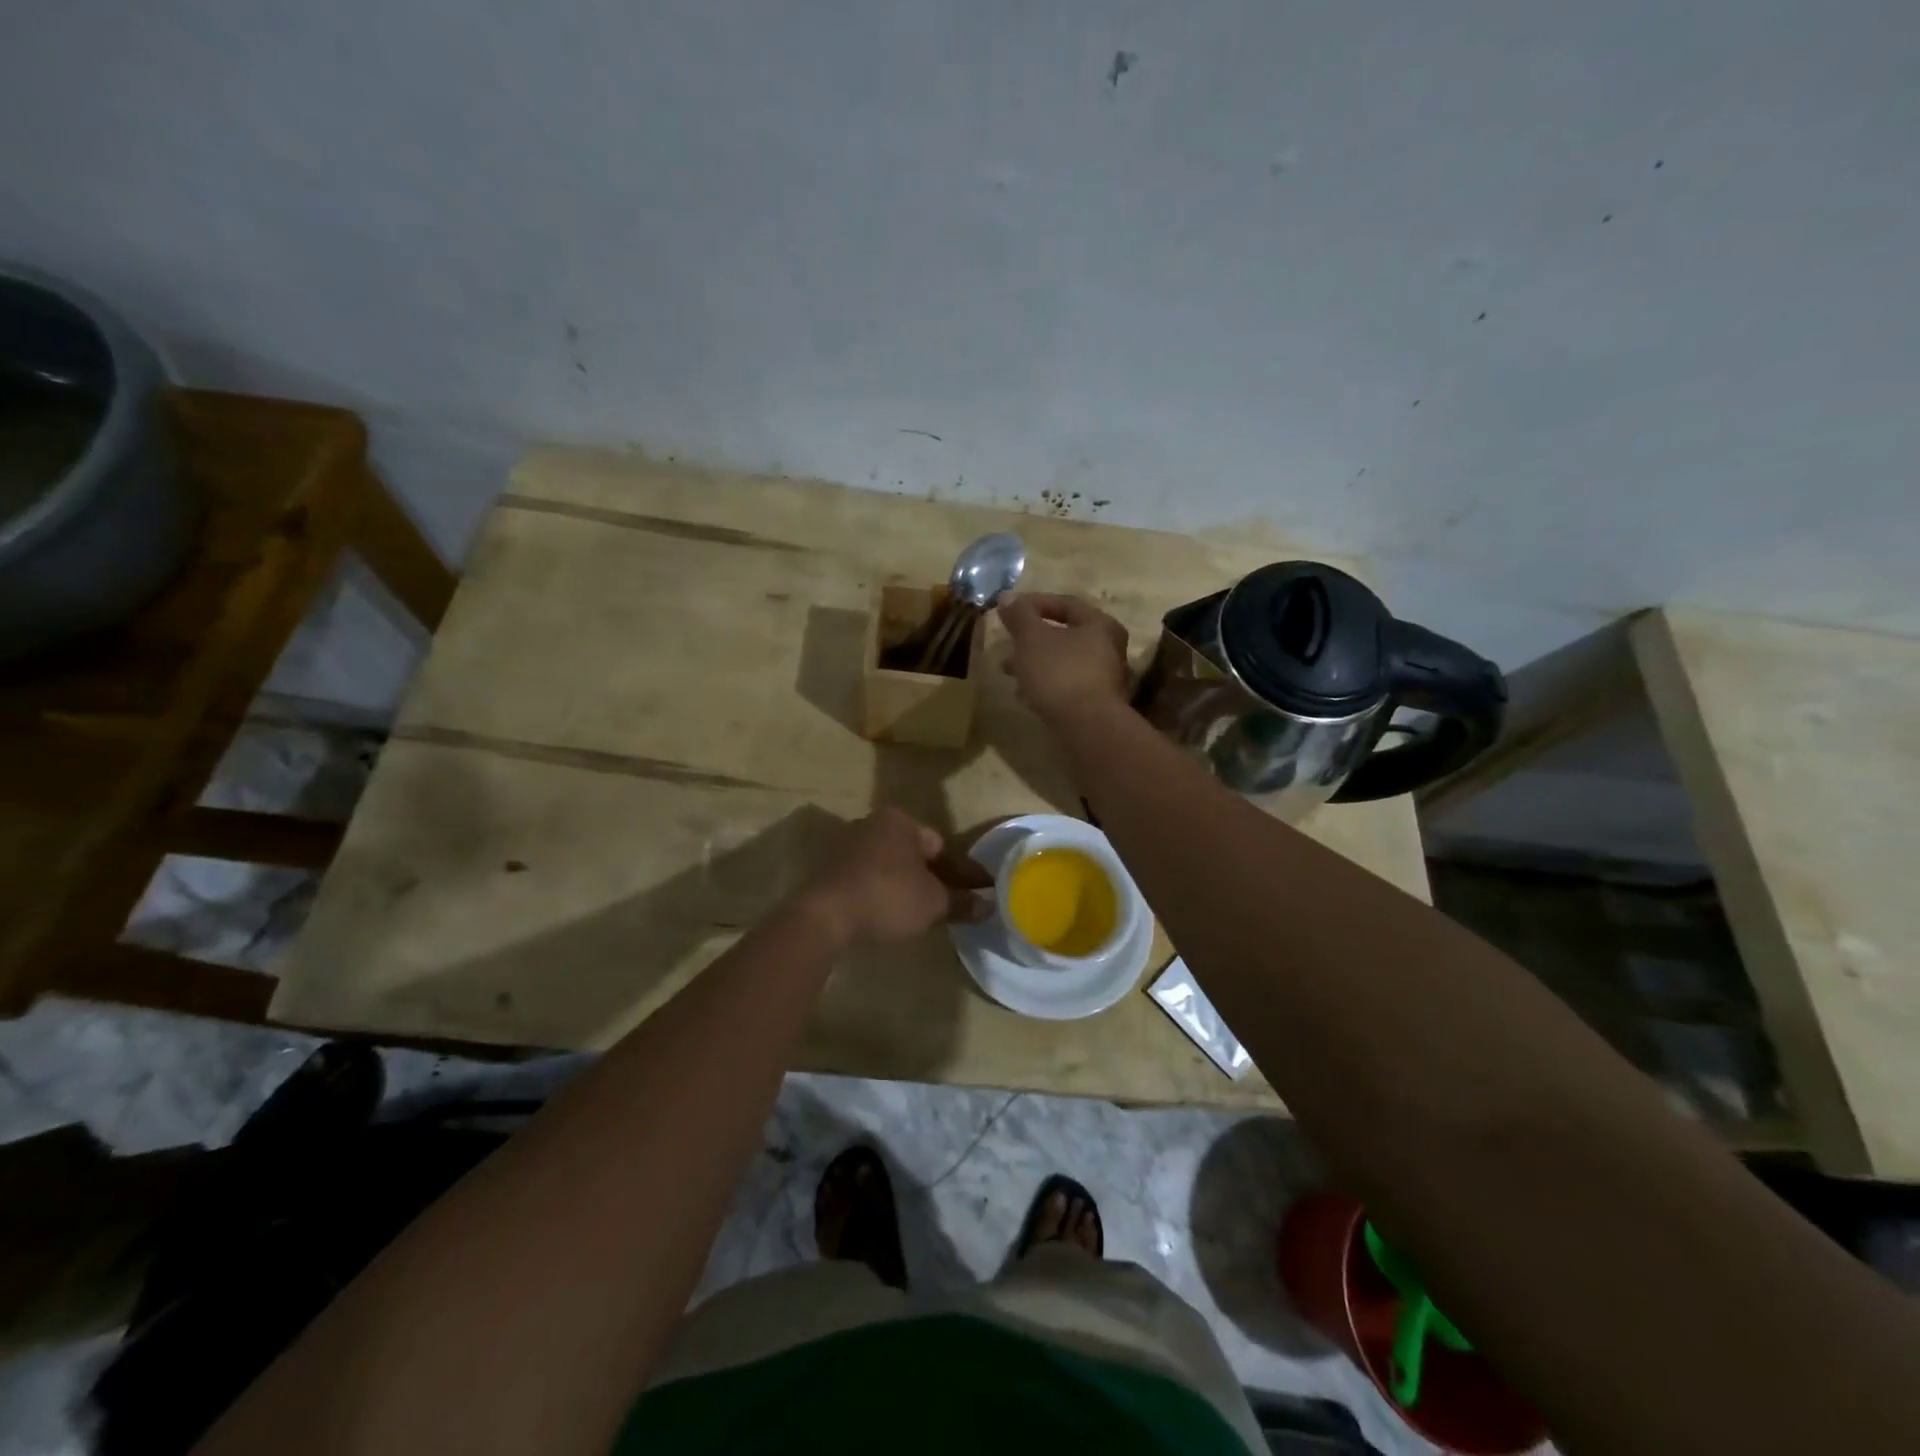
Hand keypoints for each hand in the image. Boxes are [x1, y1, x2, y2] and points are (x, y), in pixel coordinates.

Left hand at [794, 808, 991, 946]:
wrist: (824, 916)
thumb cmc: (887, 897)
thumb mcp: (933, 903)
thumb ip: (962, 902)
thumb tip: (989, 906)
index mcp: (900, 821)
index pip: (942, 845)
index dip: (964, 872)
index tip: (982, 890)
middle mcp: (873, 823)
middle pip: (915, 853)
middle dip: (935, 877)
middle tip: (955, 901)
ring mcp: (848, 845)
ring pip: (891, 865)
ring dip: (909, 885)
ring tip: (927, 911)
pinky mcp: (831, 868)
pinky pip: (870, 877)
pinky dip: (885, 891)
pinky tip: (894, 912)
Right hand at [996, 593, 1131, 724]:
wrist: (1087, 727)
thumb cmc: (1060, 673)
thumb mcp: (1032, 639)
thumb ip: (1019, 616)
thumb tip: (1007, 596)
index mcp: (1099, 624)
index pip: (1066, 603)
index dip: (1034, 604)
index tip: (1009, 610)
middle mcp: (1109, 648)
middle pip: (1065, 635)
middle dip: (1031, 639)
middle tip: (1007, 645)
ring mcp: (1105, 678)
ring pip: (1064, 661)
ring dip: (1035, 663)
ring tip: (1009, 672)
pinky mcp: (1097, 704)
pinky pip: (1067, 684)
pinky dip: (1046, 683)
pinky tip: (1025, 694)